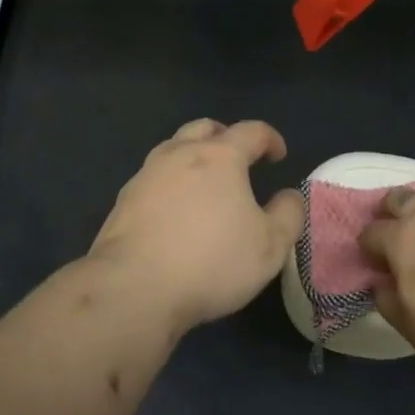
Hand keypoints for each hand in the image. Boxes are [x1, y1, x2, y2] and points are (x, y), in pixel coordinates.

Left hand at [88, 119, 304, 331]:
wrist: (135, 287)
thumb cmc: (212, 261)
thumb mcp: (270, 246)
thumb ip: (288, 215)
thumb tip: (289, 195)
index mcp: (219, 157)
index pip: (251, 131)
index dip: (270, 138)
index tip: (279, 155)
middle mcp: (179, 154)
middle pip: (204, 128)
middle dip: (226, 136)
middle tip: (239, 159)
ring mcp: (146, 175)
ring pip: (173, 149)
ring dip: (193, 157)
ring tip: (205, 184)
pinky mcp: (124, 200)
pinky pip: (153, 179)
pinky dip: (170, 184)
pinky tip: (175, 211)